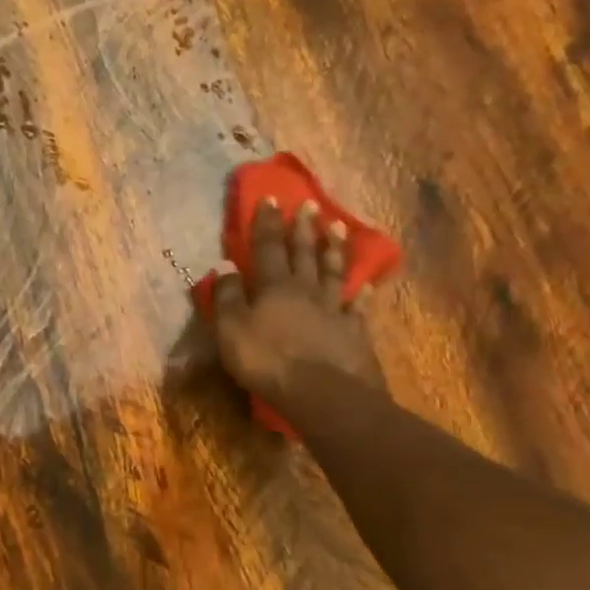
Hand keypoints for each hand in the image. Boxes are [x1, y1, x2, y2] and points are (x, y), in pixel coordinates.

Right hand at [210, 197, 382, 408]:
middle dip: (303, 227)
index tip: (270, 197)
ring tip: (337, 227)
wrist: (321, 392)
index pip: (266, 247)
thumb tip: (224, 265)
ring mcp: (333, 309)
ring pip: (333, 272)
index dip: (266, 223)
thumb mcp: (230, 329)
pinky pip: (357, 307)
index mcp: (273, 287)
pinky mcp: (354, 332)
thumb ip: (226, 296)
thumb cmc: (267, 360)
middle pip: (303, 253)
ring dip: (333, 249)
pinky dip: (360, 293)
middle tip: (309, 204)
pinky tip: (365, 284)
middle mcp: (305, 290)